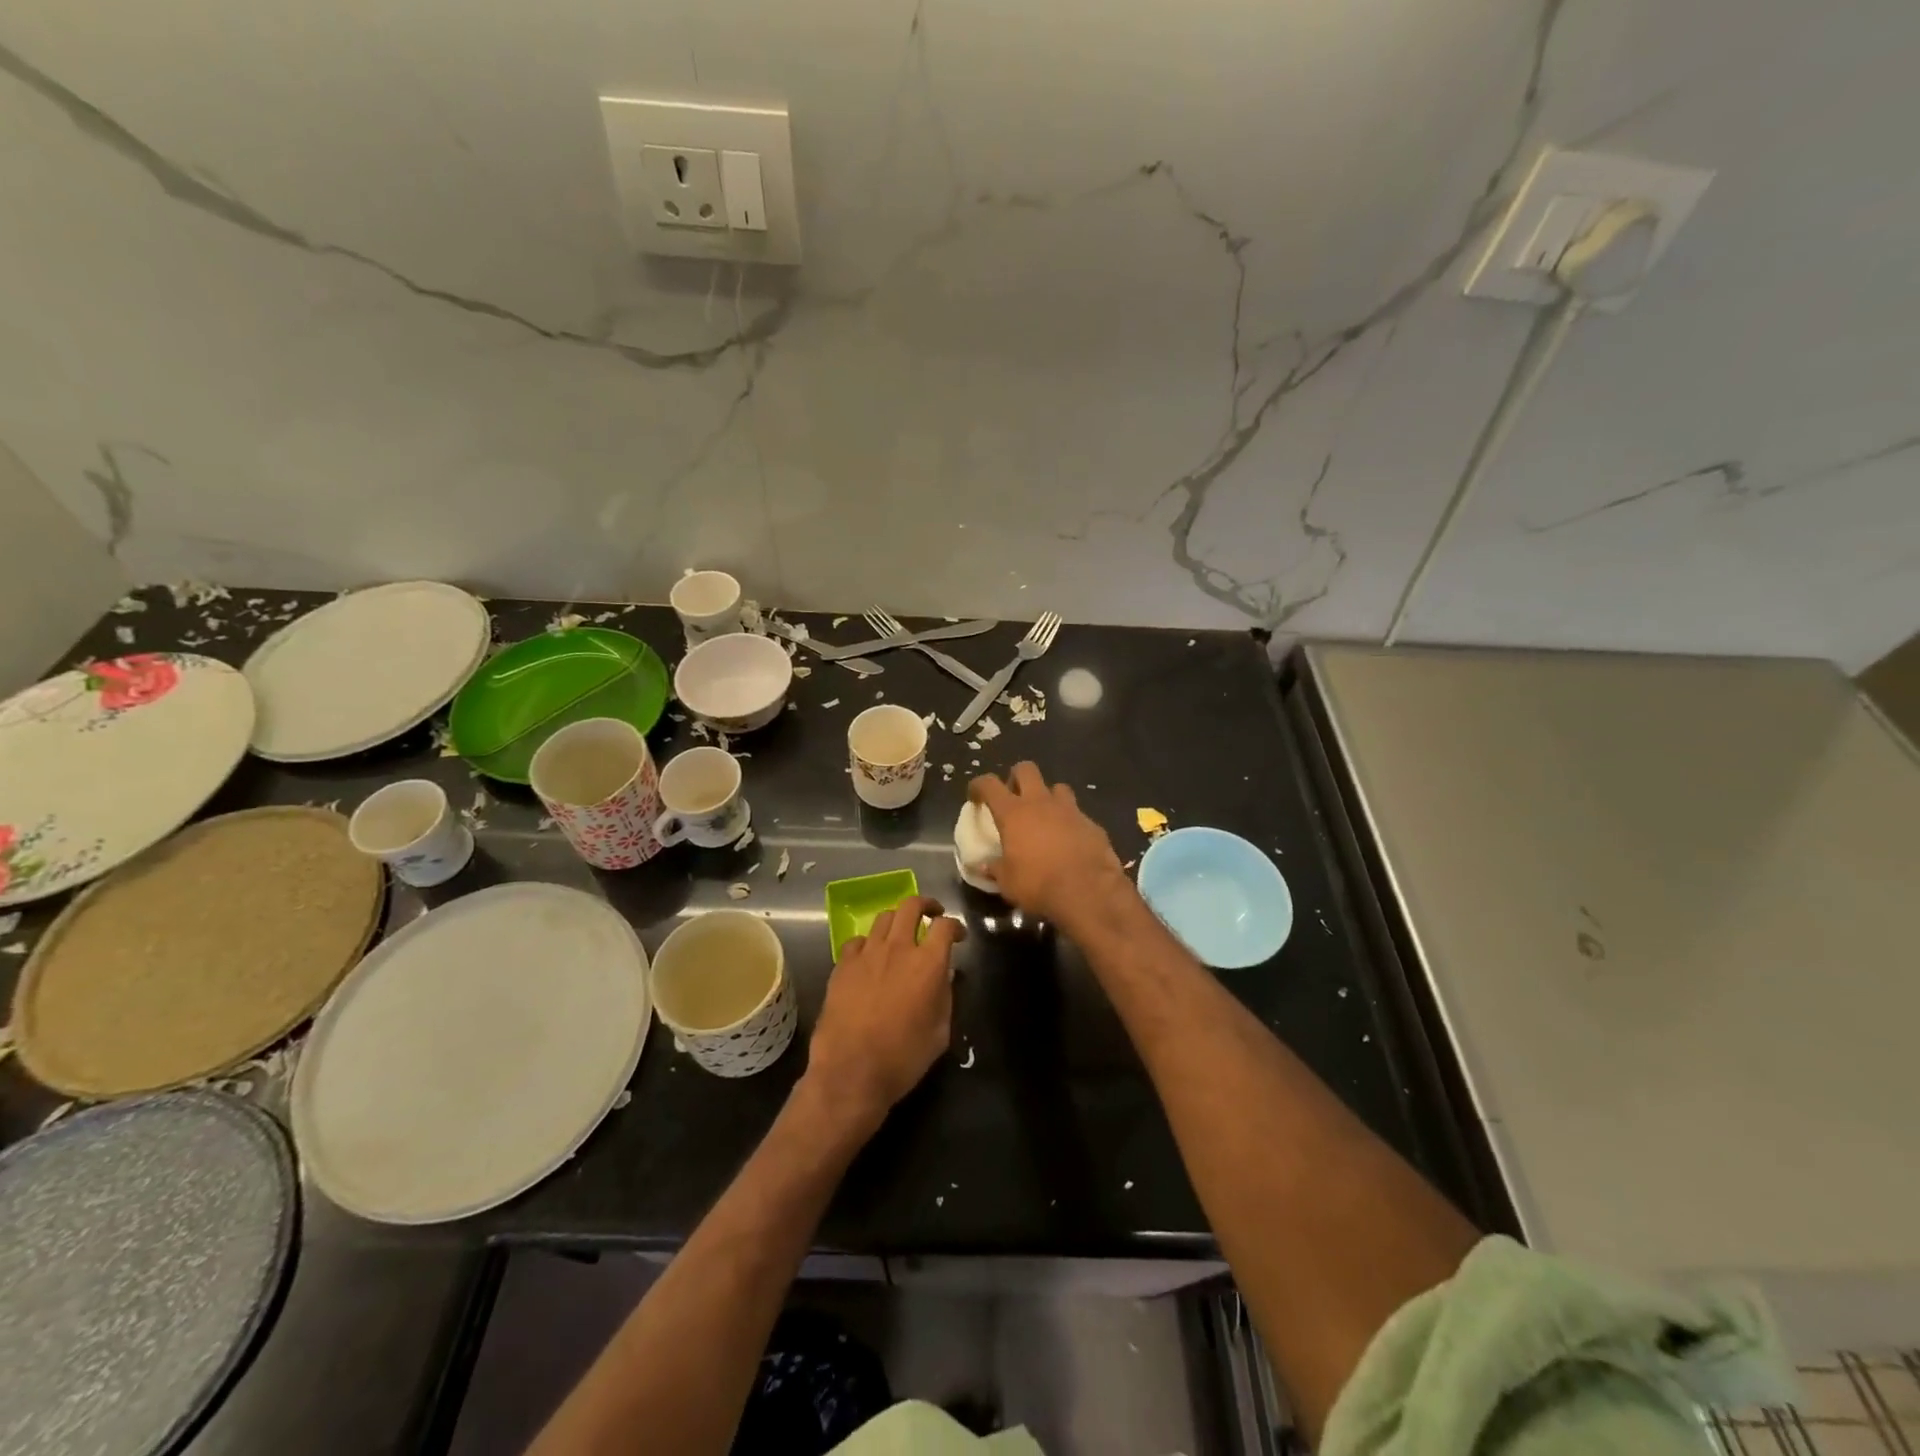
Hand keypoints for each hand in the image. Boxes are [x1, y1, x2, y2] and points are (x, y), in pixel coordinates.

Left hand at [804, 895, 965, 1132]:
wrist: (851, 1072)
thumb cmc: (903, 1058)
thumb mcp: (940, 1032)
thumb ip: (945, 996)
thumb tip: (944, 976)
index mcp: (928, 963)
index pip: (945, 925)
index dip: (955, 926)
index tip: (958, 936)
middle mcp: (898, 948)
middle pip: (911, 905)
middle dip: (926, 905)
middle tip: (931, 915)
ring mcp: (867, 954)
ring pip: (884, 918)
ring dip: (897, 921)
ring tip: (900, 934)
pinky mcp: (842, 965)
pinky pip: (858, 941)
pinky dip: (869, 943)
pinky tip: (870, 957)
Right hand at [968, 763, 1131, 931]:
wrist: (1087, 892)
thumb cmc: (1038, 884)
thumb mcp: (1008, 882)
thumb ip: (995, 869)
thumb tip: (984, 866)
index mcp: (1013, 813)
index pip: (989, 784)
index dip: (979, 785)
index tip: (975, 796)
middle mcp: (1040, 803)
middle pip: (1026, 769)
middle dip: (1016, 778)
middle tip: (1013, 798)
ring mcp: (1070, 810)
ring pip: (1057, 788)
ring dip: (1048, 798)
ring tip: (1045, 818)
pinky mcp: (1092, 824)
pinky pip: (1077, 814)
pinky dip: (1070, 823)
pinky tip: (1070, 842)